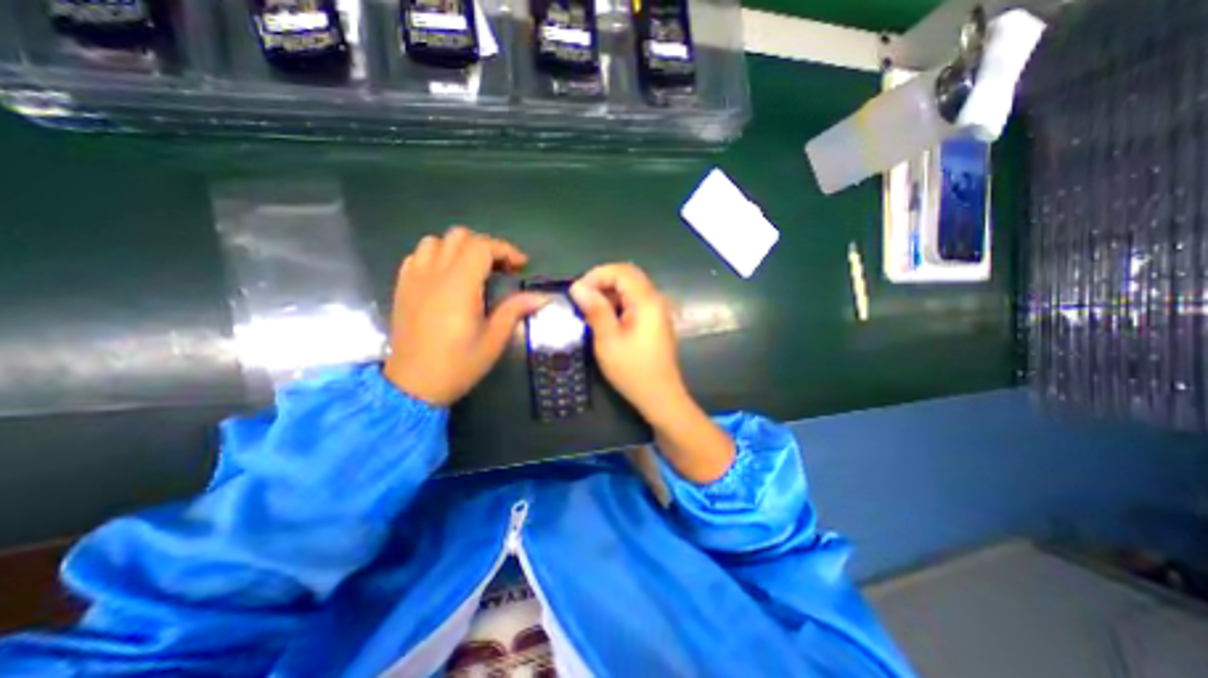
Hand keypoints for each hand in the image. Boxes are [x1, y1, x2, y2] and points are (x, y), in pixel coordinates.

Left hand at [383, 228, 544, 407]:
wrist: (414, 385)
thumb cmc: (459, 364)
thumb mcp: (494, 340)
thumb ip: (515, 310)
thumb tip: (542, 297)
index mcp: (460, 286)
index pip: (482, 247)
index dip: (505, 250)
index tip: (521, 266)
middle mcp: (435, 274)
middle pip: (460, 237)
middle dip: (485, 247)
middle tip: (500, 269)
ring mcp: (414, 279)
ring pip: (435, 242)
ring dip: (458, 249)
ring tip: (472, 270)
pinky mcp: (402, 287)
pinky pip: (417, 256)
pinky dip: (436, 257)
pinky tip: (446, 277)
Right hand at [571, 262, 731, 482]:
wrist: (660, 397)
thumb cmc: (632, 371)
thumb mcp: (608, 340)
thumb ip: (595, 310)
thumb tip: (578, 286)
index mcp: (647, 301)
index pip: (621, 271)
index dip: (596, 275)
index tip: (577, 292)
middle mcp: (656, 299)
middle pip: (628, 276)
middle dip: (602, 282)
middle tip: (582, 300)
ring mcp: (657, 310)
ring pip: (631, 288)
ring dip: (609, 293)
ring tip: (590, 310)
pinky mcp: (655, 320)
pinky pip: (635, 301)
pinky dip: (618, 303)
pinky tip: (606, 318)